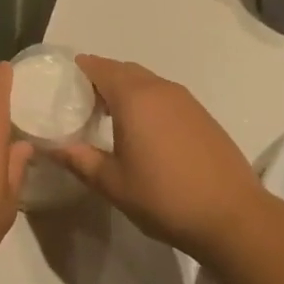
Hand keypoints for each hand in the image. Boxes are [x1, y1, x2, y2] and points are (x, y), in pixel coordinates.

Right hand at [52, 56, 262, 257]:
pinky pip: (165, 95)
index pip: (100, 67)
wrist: (232, 215)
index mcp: (134, 98)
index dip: (80, 69)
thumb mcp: (113, 183)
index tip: (63, 81)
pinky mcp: (202, 115)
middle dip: (101, 78)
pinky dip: (147, 101)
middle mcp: (160, 89)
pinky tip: (144, 131)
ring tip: (109, 116)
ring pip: (147, 81)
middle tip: (82, 101)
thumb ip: (79, 160)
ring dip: (126, 89)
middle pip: (124, 70)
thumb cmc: (164, 197)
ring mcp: (186, 100)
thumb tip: (51, 147)